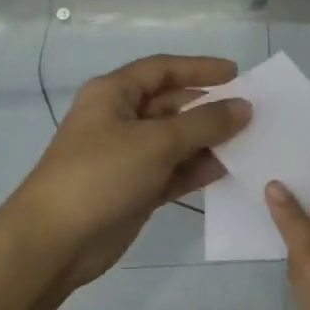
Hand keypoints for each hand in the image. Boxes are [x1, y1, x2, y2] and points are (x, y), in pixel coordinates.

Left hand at [7, 54, 250, 288]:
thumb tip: (243, 107)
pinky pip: (173, 171)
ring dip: (208, 141)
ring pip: (175, 141)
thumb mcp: (156, 142)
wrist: (56, 240)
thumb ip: (205, 123)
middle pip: (172, 105)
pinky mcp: (135, 189)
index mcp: (113, 94)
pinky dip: (197, 169)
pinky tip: (229, 169)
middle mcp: (120, 119)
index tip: (238, 75)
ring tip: (250, 142)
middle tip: (252, 113)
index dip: (200, 69)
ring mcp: (127, 157)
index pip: (162, 69)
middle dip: (209, 108)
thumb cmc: (102, 174)